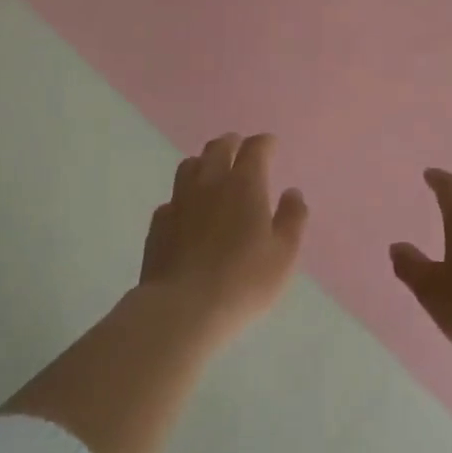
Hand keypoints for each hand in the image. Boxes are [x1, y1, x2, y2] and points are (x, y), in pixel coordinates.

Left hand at [141, 133, 308, 340]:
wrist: (182, 309)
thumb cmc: (243, 281)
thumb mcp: (283, 255)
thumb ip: (292, 220)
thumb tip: (292, 193)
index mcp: (244, 184)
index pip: (254, 148)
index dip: (264, 143)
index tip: (270, 145)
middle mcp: (210, 182)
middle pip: (218, 148)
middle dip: (231, 143)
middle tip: (239, 148)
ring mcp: (180, 201)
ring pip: (190, 166)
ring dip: (204, 162)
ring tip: (211, 171)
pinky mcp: (159, 223)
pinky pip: (172, 198)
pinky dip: (184, 196)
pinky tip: (187, 211)